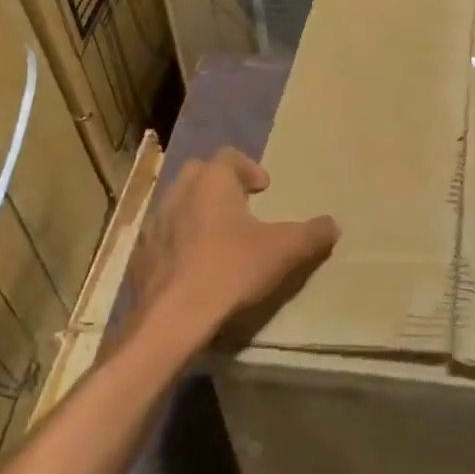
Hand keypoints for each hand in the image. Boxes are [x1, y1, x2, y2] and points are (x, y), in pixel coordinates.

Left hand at [127, 147, 338, 354]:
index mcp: (212, 182)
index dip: (249, 167)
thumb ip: (312, 234)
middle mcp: (179, 193)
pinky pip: (163, 237)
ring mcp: (155, 224)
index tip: (264, 188)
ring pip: (177, 203)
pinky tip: (194, 265)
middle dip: (220, 184)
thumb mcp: (284, 251)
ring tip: (218, 235)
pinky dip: (179, 241)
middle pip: (199, 173)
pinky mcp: (140, 255)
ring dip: (197, 211)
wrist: (174, 317)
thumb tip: (333, 224)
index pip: (229, 156)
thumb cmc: (231, 269)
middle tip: (241, 204)